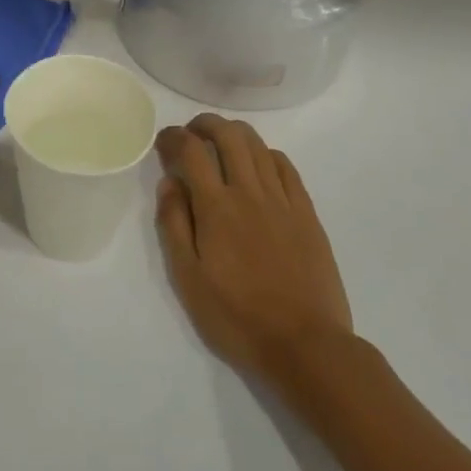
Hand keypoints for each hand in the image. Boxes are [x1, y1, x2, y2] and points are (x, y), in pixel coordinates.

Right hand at [156, 114, 353, 378]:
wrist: (306, 346)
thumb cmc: (237, 317)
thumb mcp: (188, 279)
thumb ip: (174, 225)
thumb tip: (169, 183)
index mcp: (216, 208)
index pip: (191, 151)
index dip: (173, 137)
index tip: (163, 141)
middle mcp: (250, 192)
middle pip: (228, 136)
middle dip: (205, 124)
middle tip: (191, 133)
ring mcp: (283, 201)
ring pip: (258, 146)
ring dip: (235, 133)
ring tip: (220, 142)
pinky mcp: (307, 214)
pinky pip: (286, 167)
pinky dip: (266, 154)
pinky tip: (258, 164)